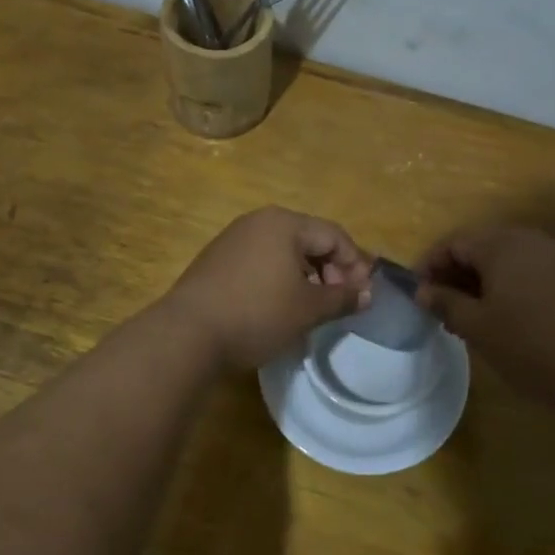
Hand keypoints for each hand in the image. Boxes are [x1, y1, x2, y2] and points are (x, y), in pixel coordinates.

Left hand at [165, 207, 372, 368]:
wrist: (187, 334)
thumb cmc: (257, 314)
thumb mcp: (308, 310)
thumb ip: (343, 298)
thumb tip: (367, 294)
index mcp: (284, 223)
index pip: (334, 235)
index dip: (354, 264)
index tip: (361, 296)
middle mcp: (258, 221)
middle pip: (309, 239)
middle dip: (330, 270)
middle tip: (337, 302)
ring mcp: (233, 238)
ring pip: (283, 251)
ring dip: (305, 276)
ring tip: (309, 308)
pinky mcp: (216, 259)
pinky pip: (260, 261)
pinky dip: (278, 279)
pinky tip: (277, 307)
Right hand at [415, 224, 554, 407]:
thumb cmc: (528, 344)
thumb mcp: (477, 326)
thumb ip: (445, 302)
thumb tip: (423, 291)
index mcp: (501, 243)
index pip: (454, 242)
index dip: (430, 264)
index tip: (417, 292)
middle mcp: (529, 239)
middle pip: (481, 247)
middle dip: (456, 273)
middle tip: (439, 306)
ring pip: (506, 260)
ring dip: (481, 282)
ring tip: (467, 316)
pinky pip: (528, 272)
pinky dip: (508, 288)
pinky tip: (503, 318)